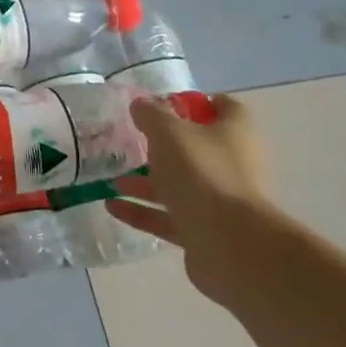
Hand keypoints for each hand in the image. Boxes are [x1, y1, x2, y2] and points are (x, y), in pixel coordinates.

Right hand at [116, 95, 288, 303]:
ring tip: (113, 179)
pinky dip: (141, 211)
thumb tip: (141, 104)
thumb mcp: (168, 132)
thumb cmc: (202, 173)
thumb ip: (151, 114)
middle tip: (131, 143)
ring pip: (179, 185)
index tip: (164, 104)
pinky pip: (168, 216)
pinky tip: (112, 206)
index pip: (225, 108)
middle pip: (197, 149)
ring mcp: (219, 201)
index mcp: (234, 134)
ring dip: (145, 182)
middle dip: (162, 146)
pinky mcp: (205, 231)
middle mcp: (232, 165)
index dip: (197, 102)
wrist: (230, 244)